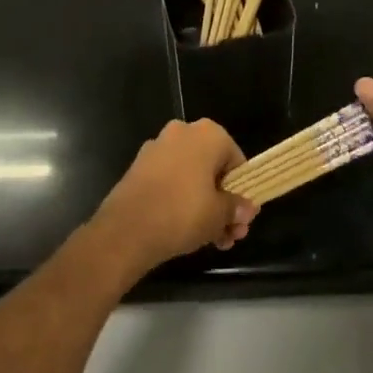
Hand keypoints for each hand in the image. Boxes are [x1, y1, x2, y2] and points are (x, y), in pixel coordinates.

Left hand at [94, 119, 256, 272]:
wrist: (126, 229)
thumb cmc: (183, 213)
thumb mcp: (219, 214)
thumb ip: (236, 208)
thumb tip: (246, 209)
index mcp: (208, 134)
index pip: (236, 161)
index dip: (242, 192)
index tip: (241, 217)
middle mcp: (182, 132)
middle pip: (212, 169)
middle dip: (223, 203)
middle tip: (229, 234)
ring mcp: (157, 148)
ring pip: (191, 177)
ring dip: (204, 205)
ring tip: (211, 240)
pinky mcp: (139, 167)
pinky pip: (169, 181)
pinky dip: (180, 200)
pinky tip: (185, 230)